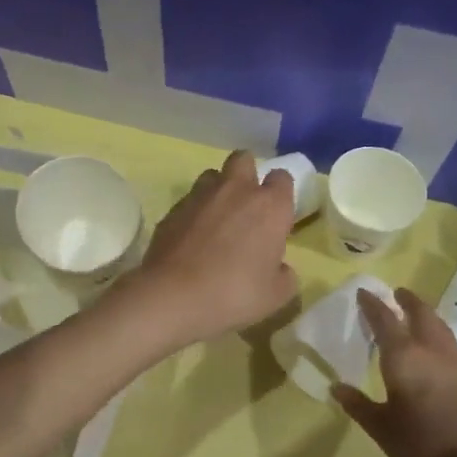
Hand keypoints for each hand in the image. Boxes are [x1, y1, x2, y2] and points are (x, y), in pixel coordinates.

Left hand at [119, 150, 297, 348]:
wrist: (172, 297)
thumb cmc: (234, 295)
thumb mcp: (276, 296)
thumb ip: (284, 275)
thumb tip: (279, 267)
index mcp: (269, 206)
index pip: (282, 178)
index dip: (280, 194)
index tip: (277, 216)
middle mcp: (235, 191)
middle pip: (243, 159)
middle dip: (247, 174)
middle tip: (246, 206)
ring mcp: (199, 196)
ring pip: (212, 176)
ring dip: (217, 190)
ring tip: (216, 220)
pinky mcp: (171, 210)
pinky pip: (188, 201)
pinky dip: (193, 213)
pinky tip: (191, 239)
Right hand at [334, 288, 456, 456]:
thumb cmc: (420, 441)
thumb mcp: (380, 426)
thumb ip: (358, 405)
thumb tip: (336, 388)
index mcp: (403, 356)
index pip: (385, 319)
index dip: (372, 304)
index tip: (363, 292)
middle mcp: (430, 349)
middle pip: (420, 313)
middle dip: (407, 301)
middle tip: (396, 294)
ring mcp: (455, 360)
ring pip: (440, 326)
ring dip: (427, 315)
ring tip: (417, 315)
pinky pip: (452, 344)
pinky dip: (441, 337)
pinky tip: (440, 348)